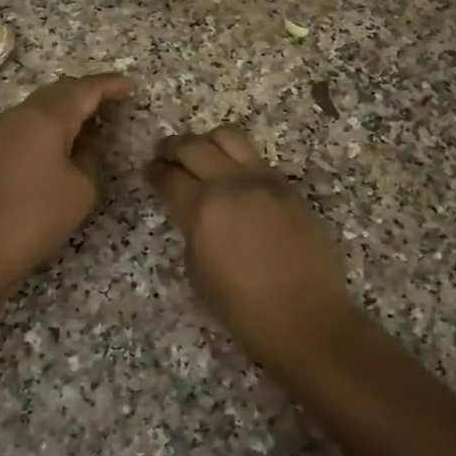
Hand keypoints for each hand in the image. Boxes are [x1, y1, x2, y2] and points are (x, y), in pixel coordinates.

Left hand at [0, 73, 133, 294]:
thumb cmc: (35, 217)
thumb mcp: (81, 190)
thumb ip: (91, 158)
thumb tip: (87, 143)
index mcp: (47, 117)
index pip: (85, 90)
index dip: (110, 86)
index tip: (131, 87)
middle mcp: (21, 114)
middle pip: (59, 91)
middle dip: (87, 93)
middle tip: (113, 102)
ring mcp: (0, 130)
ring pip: (40, 106)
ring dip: (66, 109)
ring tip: (91, 123)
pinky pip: (26, 124)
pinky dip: (49, 125)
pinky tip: (61, 143)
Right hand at [147, 127, 360, 367]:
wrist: (306, 318)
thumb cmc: (243, 308)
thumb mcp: (197, 272)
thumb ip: (191, 229)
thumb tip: (193, 212)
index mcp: (202, 208)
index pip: (168, 176)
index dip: (154, 171)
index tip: (149, 169)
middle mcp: (231, 184)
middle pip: (194, 146)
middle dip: (173, 147)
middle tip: (165, 153)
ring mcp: (264, 180)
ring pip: (229, 137)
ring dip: (207, 142)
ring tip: (201, 154)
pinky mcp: (287, 187)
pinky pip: (255, 158)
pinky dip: (236, 159)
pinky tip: (232, 176)